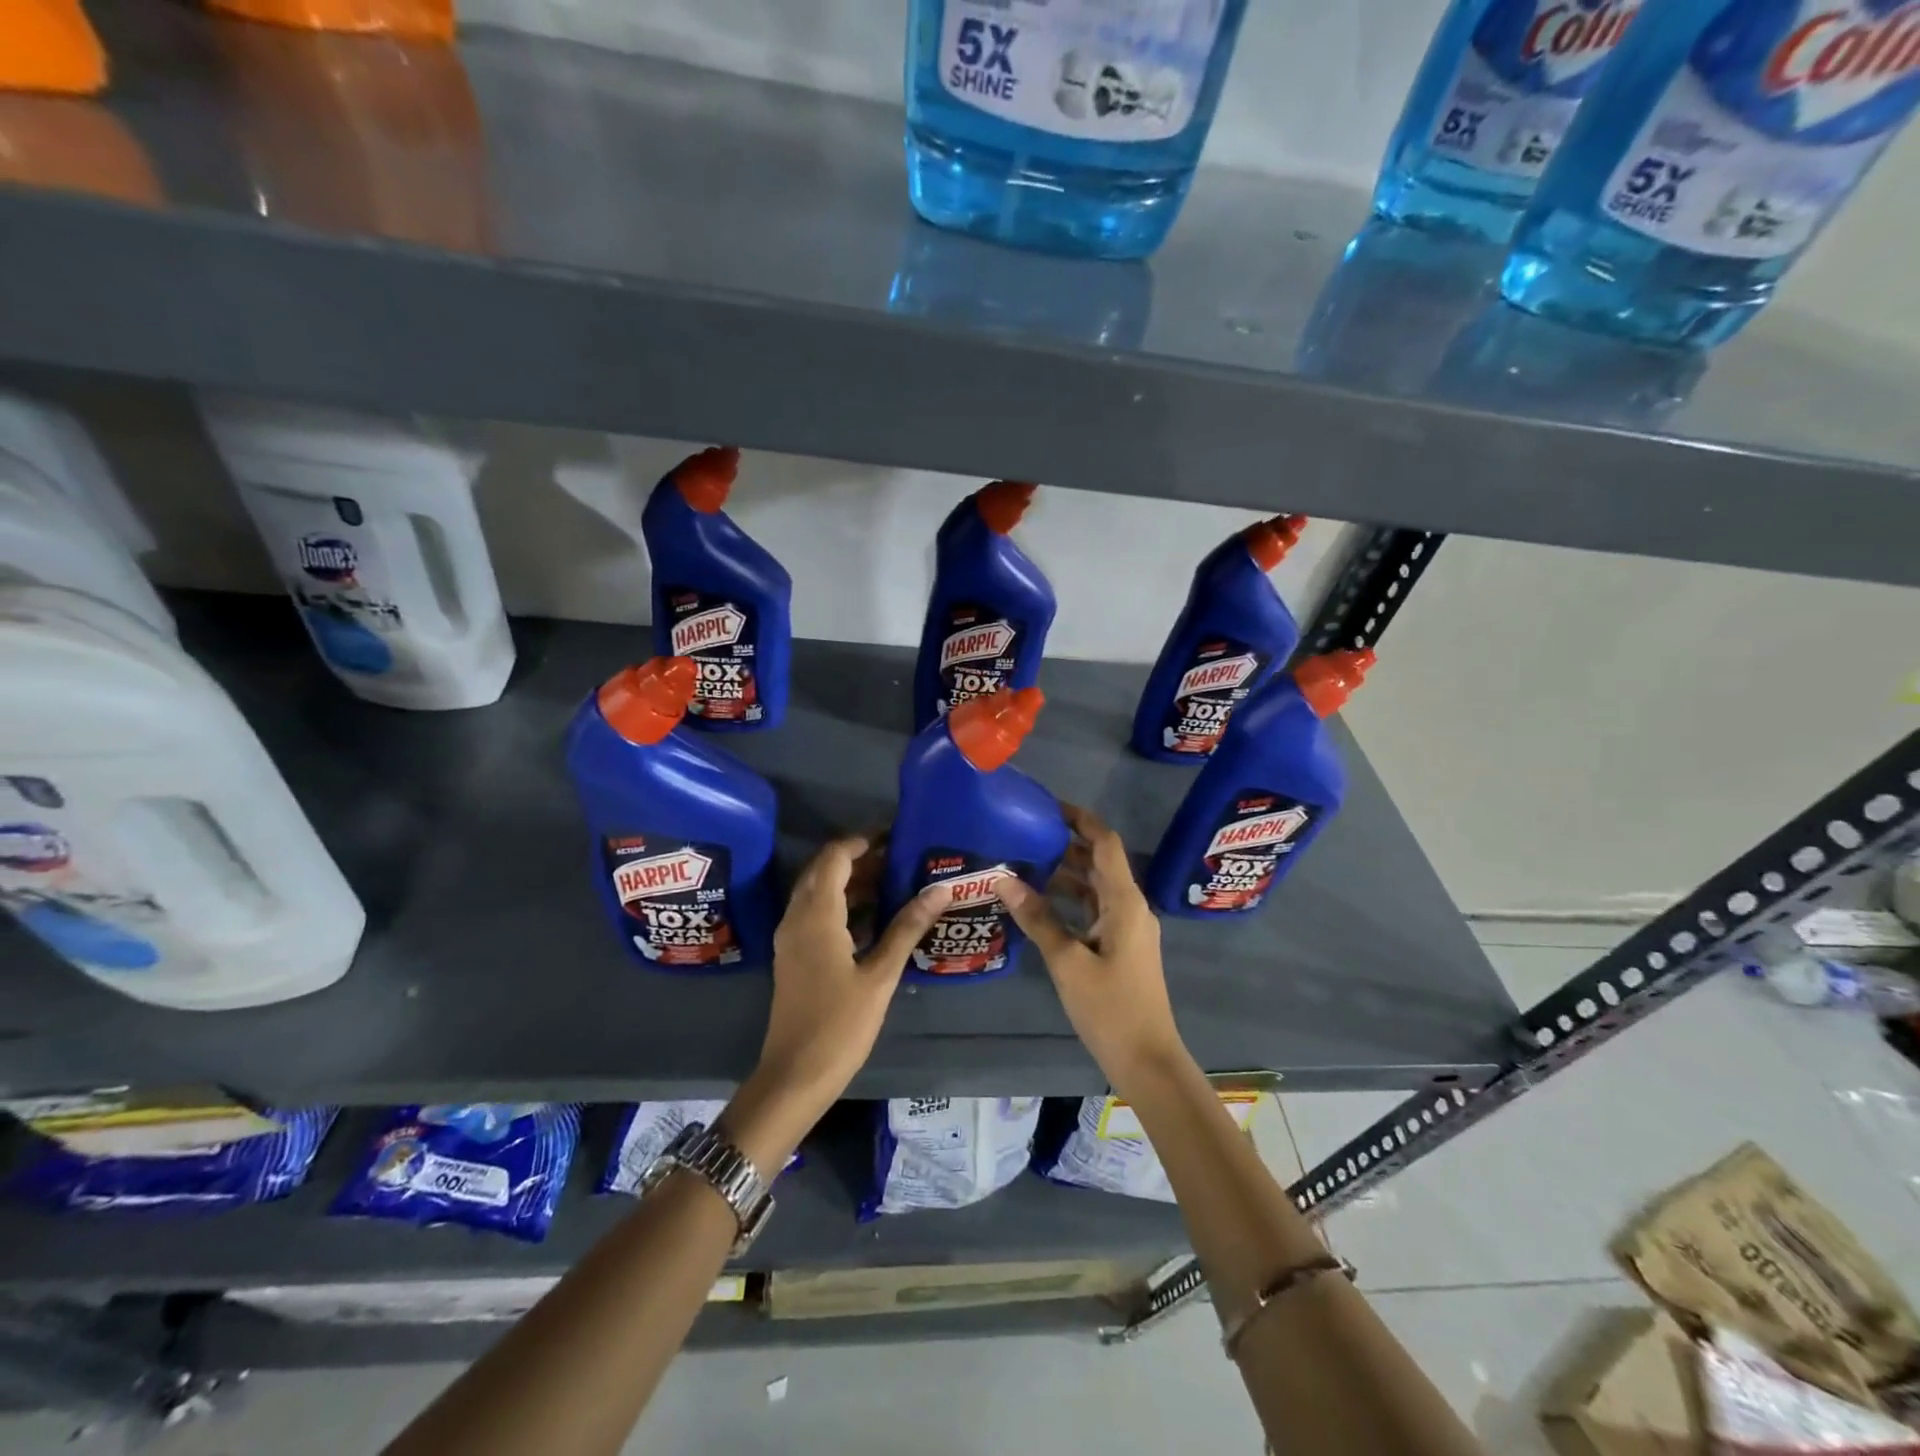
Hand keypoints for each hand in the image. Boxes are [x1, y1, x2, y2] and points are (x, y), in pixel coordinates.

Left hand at [750, 836, 952, 1122]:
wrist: (794, 1075)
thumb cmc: (840, 1025)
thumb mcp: (880, 975)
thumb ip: (907, 927)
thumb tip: (939, 888)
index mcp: (816, 915)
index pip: (835, 857)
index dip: (863, 841)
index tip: (895, 835)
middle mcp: (797, 917)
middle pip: (824, 870)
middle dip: (860, 859)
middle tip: (900, 857)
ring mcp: (791, 937)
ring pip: (818, 892)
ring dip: (851, 881)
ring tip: (895, 881)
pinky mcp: (794, 955)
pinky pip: (815, 913)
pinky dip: (842, 904)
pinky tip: (875, 917)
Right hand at [995, 805, 1187, 1097]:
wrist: (1147, 1060)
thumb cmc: (1110, 1009)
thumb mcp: (1067, 962)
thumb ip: (1037, 918)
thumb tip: (1003, 879)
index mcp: (1125, 902)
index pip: (1105, 844)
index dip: (1080, 819)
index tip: (1047, 806)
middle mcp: (1130, 907)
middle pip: (1099, 862)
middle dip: (1066, 843)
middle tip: (1025, 833)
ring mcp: (1128, 928)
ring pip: (1095, 887)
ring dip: (1066, 872)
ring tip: (1025, 862)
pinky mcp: (1121, 947)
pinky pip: (1094, 909)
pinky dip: (1070, 900)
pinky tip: (1040, 903)